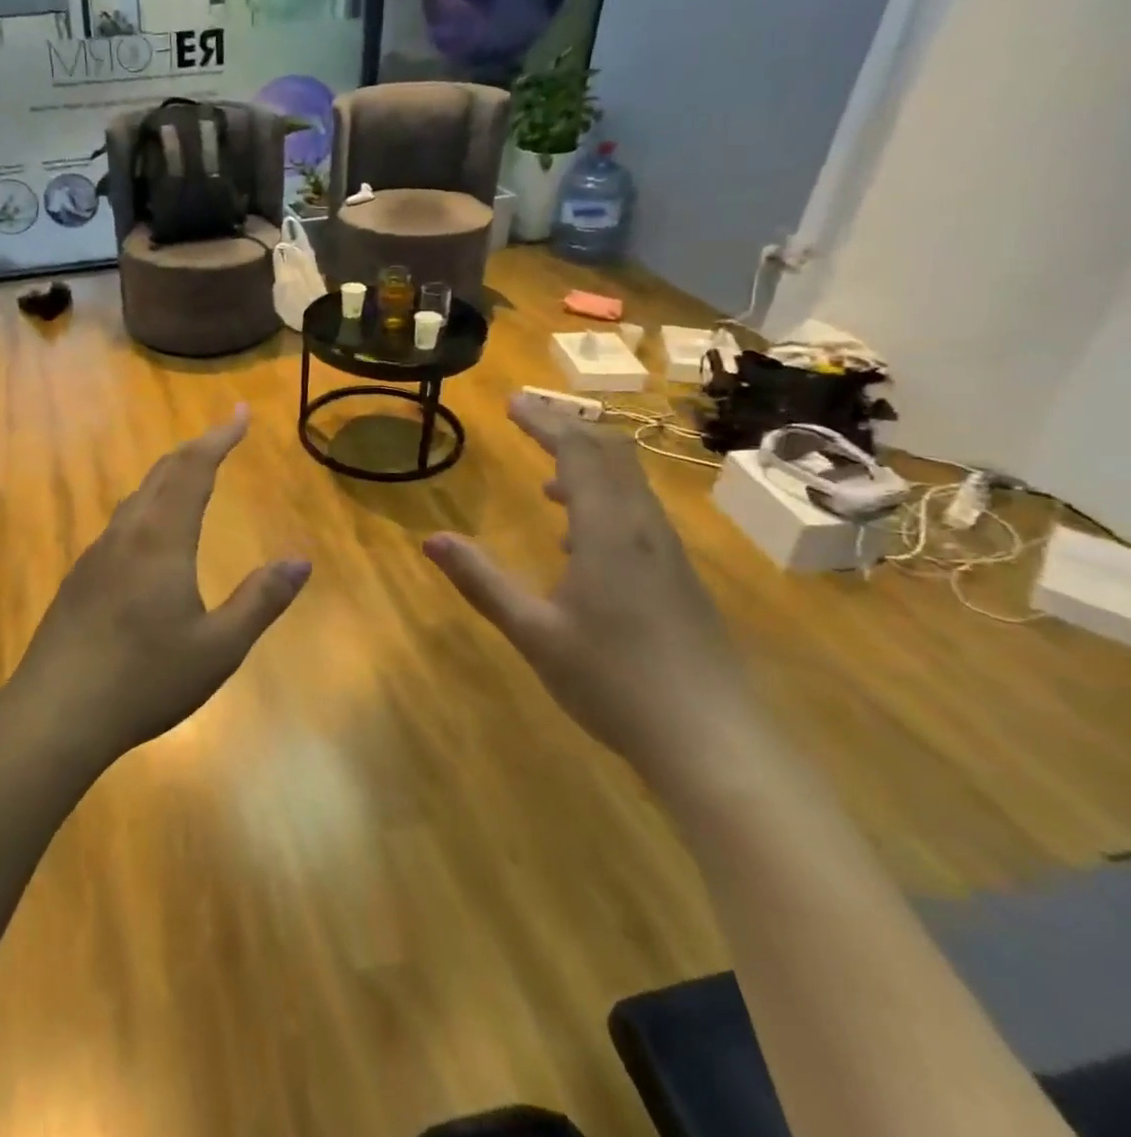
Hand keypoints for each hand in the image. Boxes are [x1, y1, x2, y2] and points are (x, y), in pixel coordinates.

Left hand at [6, 407, 310, 766]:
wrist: (55, 712)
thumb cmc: (145, 679)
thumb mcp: (218, 648)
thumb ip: (261, 600)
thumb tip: (300, 561)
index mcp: (161, 540)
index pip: (193, 470)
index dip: (218, 437)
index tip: (240, 413)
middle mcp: (126, 535)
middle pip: (162, 475)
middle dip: (195, 450)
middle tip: (221, 438)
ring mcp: (96, 555)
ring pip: (136, 499)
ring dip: (168, 479)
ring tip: (190, 479)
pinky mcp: (79, 579)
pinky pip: (120, 526)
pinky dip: (147, 508)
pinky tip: (149, 538)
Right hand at [423, 395, 760, 785]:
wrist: (714, 743)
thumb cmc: (614, 682)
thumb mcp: (533, 632)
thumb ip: (482, 582)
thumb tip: (432, 540)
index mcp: (609, 533)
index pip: (579, 453)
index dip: (545, 421)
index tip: (511, 402)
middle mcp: (644, 530)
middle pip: (613, 456)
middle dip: (569, 429)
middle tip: (529, 419)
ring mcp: (669, 554)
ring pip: (632, 485)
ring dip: (590, 465)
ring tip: (548, 476)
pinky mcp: (679, 579)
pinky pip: (639, 515)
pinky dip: (606, 500)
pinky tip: (579, 538)